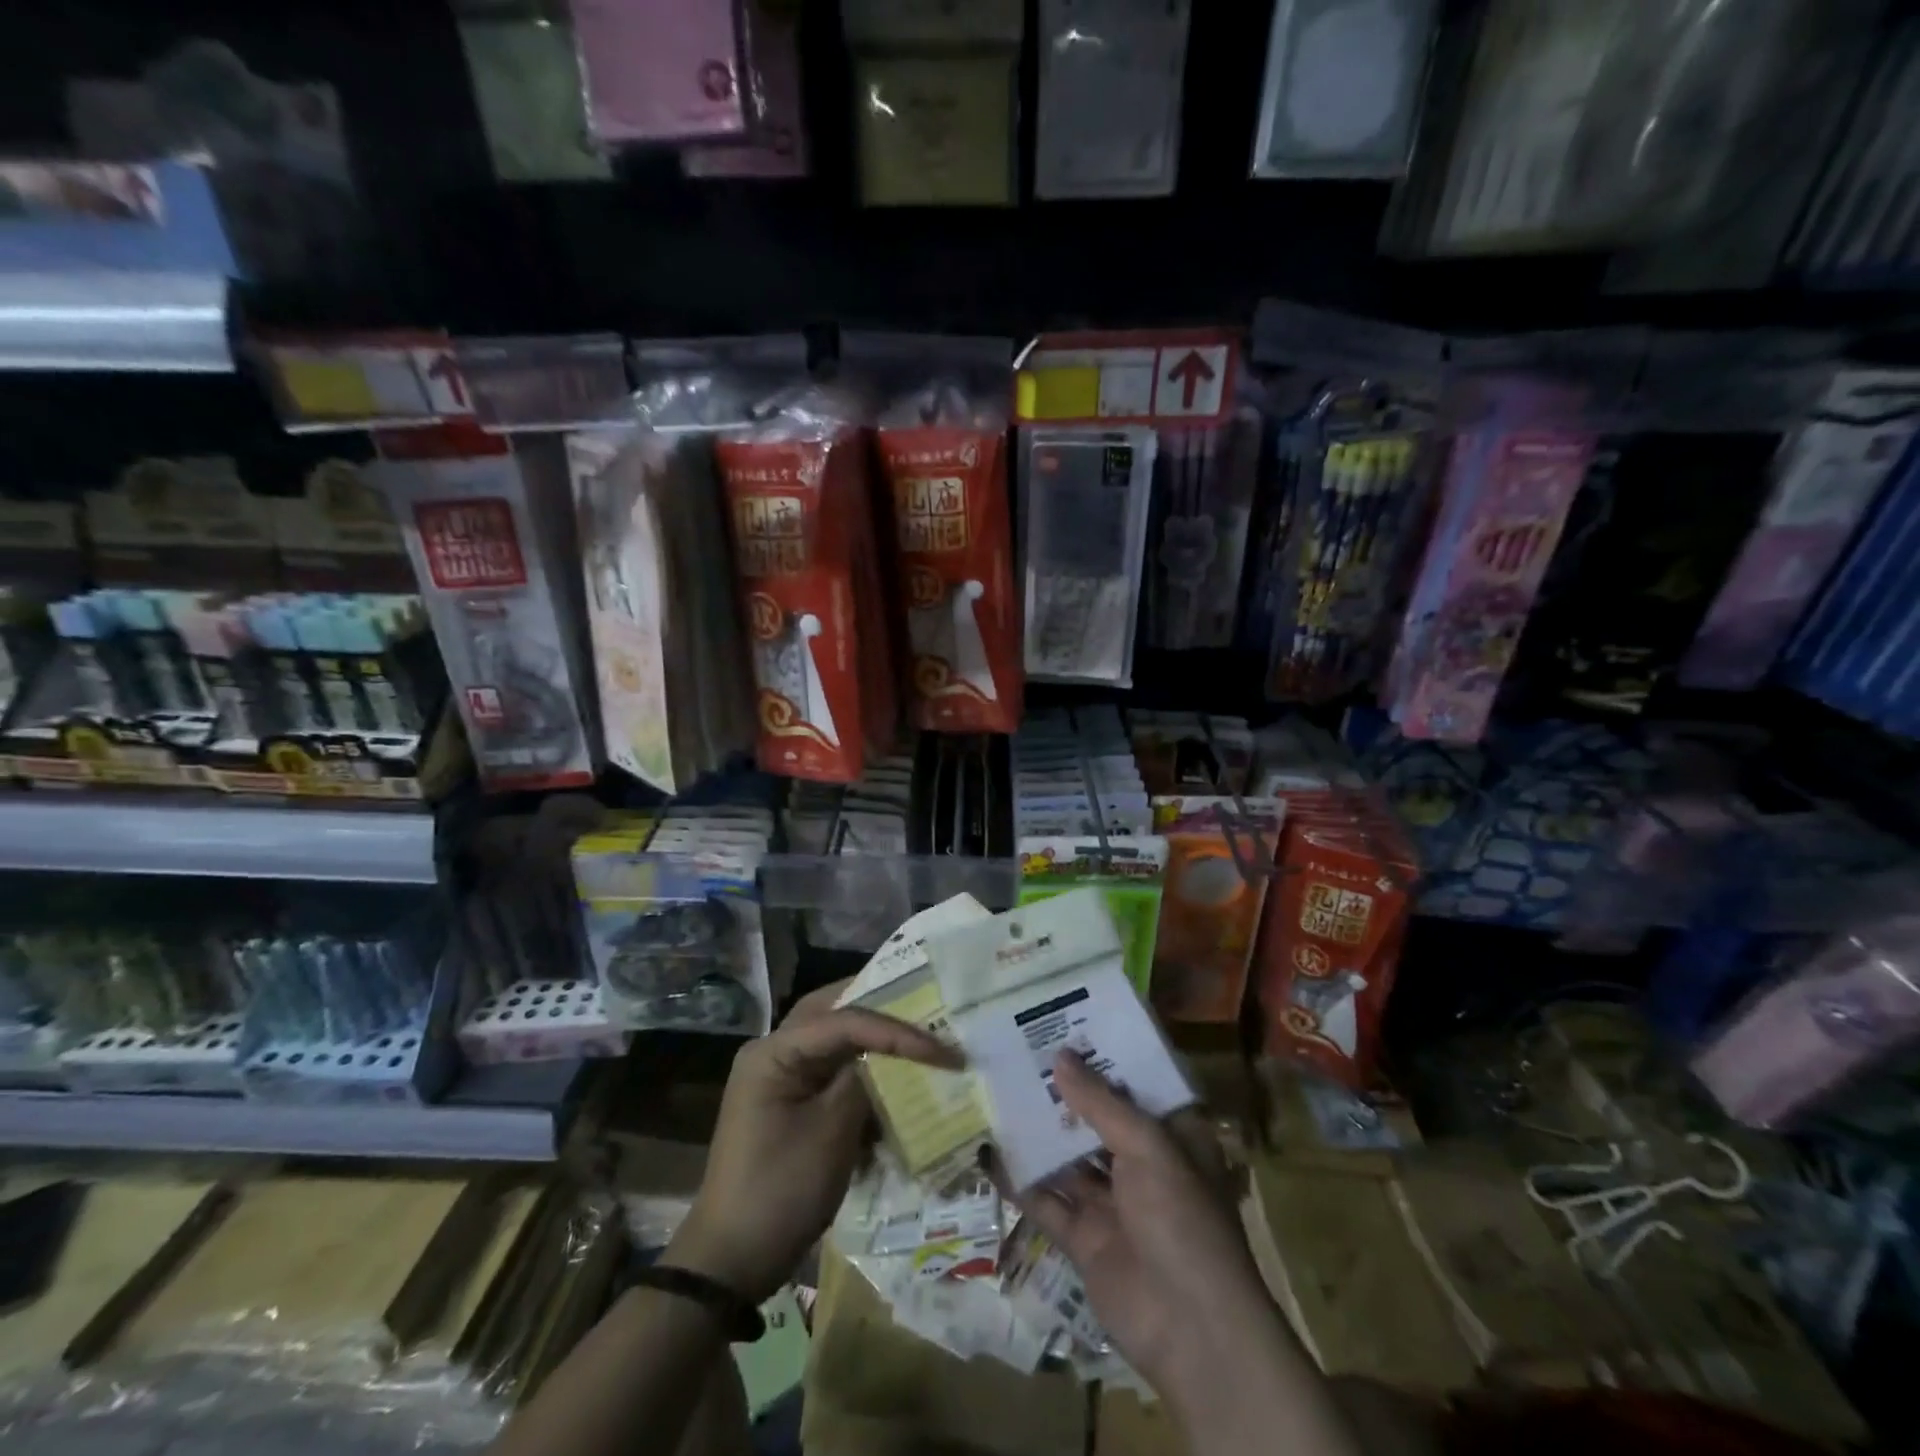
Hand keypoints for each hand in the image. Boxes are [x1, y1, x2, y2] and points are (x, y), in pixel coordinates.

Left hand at [667, 981, 961, 1304]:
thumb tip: (896, 1056)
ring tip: (918, 1037)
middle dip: (882, 1012)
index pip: (845, 1020)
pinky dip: (864, 1070)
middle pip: (835, 1013)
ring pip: (836, 1039)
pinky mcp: (793, 1102)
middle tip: (927, 1010)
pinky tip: (894, 1077)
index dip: (897, 1031)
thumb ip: (864, 1081)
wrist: (732, 1263)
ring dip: (874, 1039)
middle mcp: (775, 1052)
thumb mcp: (831, 1134)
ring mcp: (782, 1077)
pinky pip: (833, 1069)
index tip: (942, 1050)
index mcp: (774, 1052)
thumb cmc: (780, 1192)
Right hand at [1003, 1052, 1280, 1404]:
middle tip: (1020, 1051)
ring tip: (996, 1090)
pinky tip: (988, 1153)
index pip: (1136, 1085)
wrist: (1191, 1331)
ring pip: (1068, 1158)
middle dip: (1063, 1091)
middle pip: (1097, 1118)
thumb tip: (1059, 1056)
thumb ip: (1100, 1102)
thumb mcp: (1148, 1147)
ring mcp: (1112, 1203)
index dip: (1104, 1057)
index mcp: (1172, 1137)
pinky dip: (1020, 1180)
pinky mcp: (1084, 1238)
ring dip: (1037, 1131)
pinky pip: (1047, 1201)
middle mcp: (1142, 1164)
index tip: (1068, 1024)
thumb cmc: (1182, 1219)